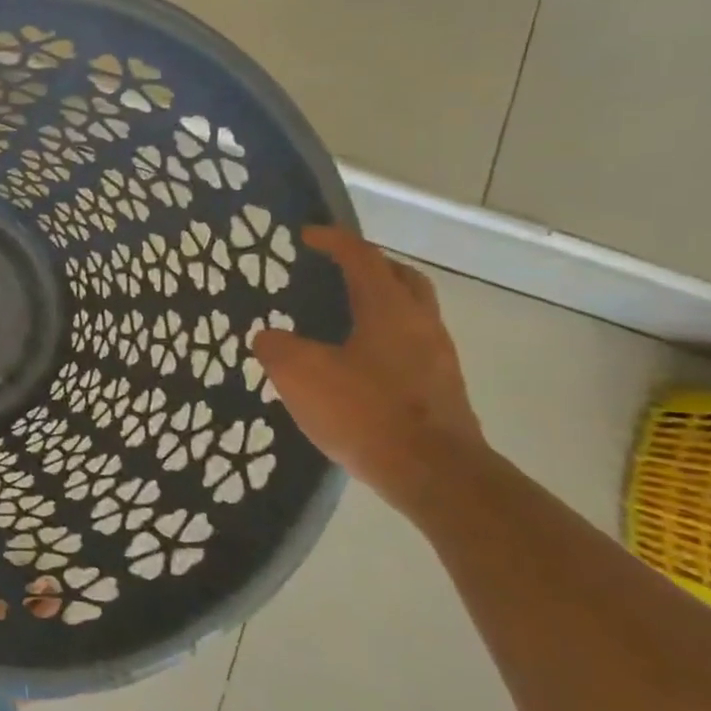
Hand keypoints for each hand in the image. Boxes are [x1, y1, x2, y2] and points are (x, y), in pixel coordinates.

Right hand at [252, 227, 489, 515]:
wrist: (434, 474)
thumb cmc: (364, 411)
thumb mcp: (300, 374)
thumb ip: (276, 347)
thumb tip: (270, 337)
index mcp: (388, 308)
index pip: (361, 257)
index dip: (333, 241)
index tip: (306, 235)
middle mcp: (420, 324)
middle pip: (401, 278)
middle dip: (370, 266)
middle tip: (338, 269)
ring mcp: (436, 358)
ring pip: (410, 313)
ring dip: (380, 304)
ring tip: (342, 316)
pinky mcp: (440, 390)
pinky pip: (409, 346)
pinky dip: (383, 338)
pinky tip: (356, 362)